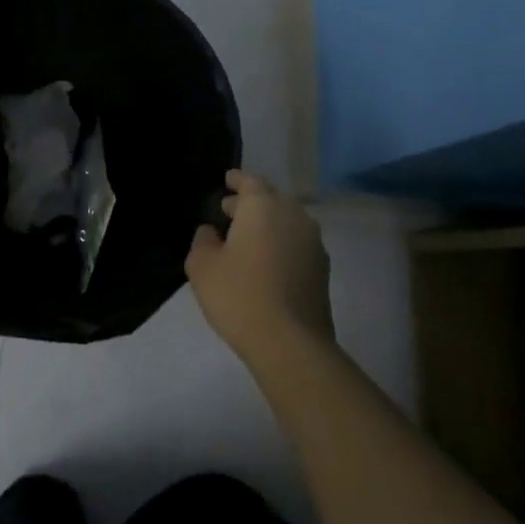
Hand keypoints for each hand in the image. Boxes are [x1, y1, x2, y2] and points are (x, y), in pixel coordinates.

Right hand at [186, 170, 333, 367]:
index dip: (236, 180)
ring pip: (286, 221)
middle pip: (271, 199)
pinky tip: (265, 262)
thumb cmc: (239, 295)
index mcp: (263, 206)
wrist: (290, 343)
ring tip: (245, 239)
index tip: (226, 180)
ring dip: (267, 224)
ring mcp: (313, 243)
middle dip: (250, 203)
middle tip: (228, 211)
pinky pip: (296, 243)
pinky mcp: (322, 269)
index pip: (250, 181)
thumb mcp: (202, 265)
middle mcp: (293, 216)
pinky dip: (280, 244)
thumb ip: (202, 240)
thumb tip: (211, 232)